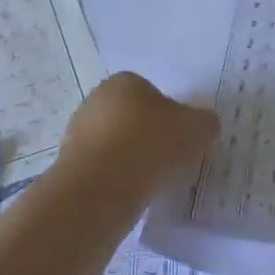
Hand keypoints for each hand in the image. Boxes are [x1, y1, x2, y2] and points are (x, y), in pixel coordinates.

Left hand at [59, 73, 219, 195]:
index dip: (170, 115)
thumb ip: (205, 122)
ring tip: (152, 180)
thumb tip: (204, 125)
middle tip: (170, 159)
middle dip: (148, 136)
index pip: (152, 93)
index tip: (181, 137)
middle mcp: (96, 100)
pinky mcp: (69, 165)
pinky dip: (117, 179)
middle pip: (131, 117)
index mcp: (124, 81)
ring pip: (116, 144)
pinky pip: (103, 169)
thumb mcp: (197, 128)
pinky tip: (131, 193)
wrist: (101, 187)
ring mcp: (78, 133)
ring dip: (132, 159)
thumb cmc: (151, 144)